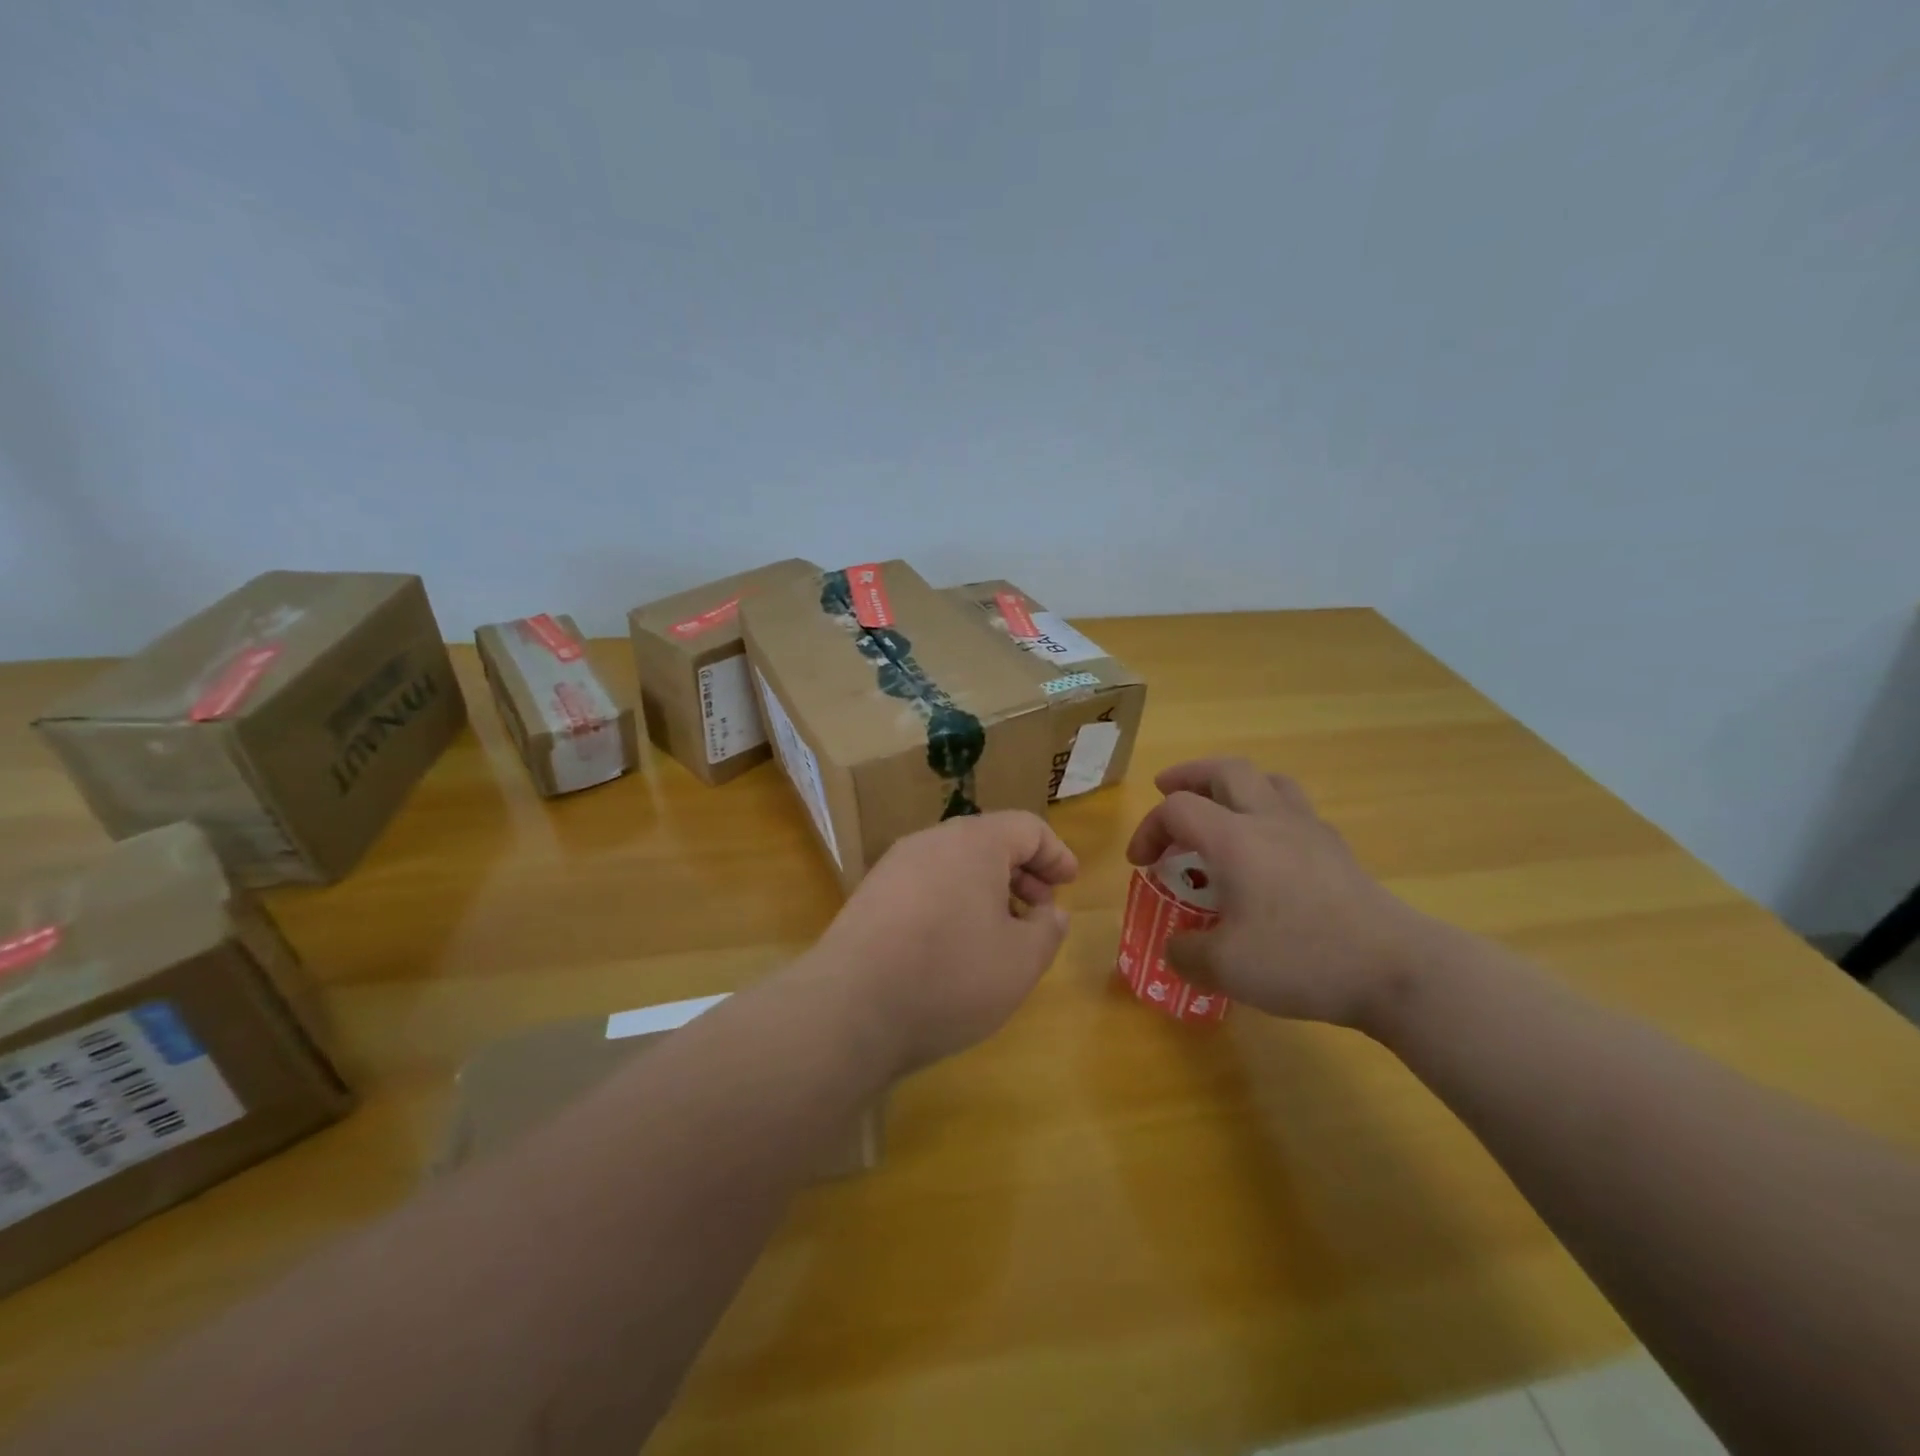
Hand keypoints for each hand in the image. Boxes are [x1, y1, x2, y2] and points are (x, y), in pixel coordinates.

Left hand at [813, 811, 1078, 1074]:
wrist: (848, 1009)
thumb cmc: (949, 977)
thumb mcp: (1021, 961)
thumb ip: (1048, 930)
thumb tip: (1050, 912)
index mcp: (974, 842)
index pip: (1027, 827)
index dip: (1056, 854)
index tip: (1070, 884)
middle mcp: (931, 841)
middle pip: (988, 842)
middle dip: (1023, 873)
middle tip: (1040, 911)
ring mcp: (894, 866)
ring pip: (954, 864)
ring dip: (987, 891)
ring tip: (1001, 934)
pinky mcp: (870, 896)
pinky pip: (926, 885)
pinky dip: (953, 903)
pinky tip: (955, 947)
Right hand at [1125, 758, 1437, 1030]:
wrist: (1395, 969)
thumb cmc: (1301, 959)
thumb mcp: (1225, 968)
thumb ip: (1186, 953)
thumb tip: (1175, 947)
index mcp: (1234, 839)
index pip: (1177, 809)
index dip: (1148, 828)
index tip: (1140, 864)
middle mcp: (1270, 820)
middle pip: (1226, 770)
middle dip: (1189, 775)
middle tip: (1167, 789)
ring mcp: (1310, 831)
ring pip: (1268, 780)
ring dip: (1234, 785)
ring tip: (1220, 807)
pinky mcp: (1338, 851)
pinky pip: (1295, 809)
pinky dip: (1268, 812)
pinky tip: (1268, 848)